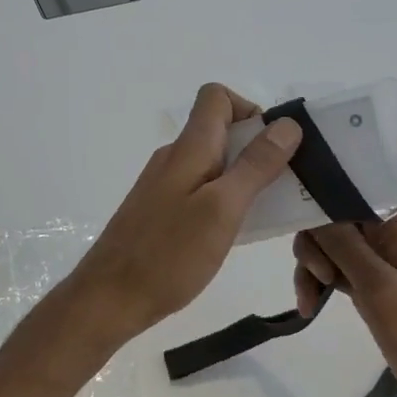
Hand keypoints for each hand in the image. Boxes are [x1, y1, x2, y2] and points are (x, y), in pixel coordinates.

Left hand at [69, 84, 301, 346]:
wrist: (109, 299)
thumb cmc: (169, 255)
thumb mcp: (223, 209)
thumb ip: (255, 165)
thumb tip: (288, 124)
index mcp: (188, 148)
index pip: (216, 97)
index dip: (250, 110)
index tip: (274, 147)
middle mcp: (174, 158)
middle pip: (219, 131)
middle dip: (257, 150)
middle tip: (283, 187)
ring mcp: (164, 186)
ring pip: (213, 164)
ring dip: (244, 179)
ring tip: (266, 214)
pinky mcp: (160, 212)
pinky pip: (201, 191)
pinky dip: (224, 201)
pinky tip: (234, 233)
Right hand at [292, 211, 396, 396]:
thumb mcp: (382, 289)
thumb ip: (343, 246)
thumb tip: (311, 207)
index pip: (348, 190)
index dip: (318, 201)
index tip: (297, 227)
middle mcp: (388, 234)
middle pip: (332, 219)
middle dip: (314, 245)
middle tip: (319, 278)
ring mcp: (380, 261)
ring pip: (328, 246)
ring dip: (311, 269)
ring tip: (309, 303)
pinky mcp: (372, 286)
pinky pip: (335, 271)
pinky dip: (319, 284)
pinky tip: (309, 308)